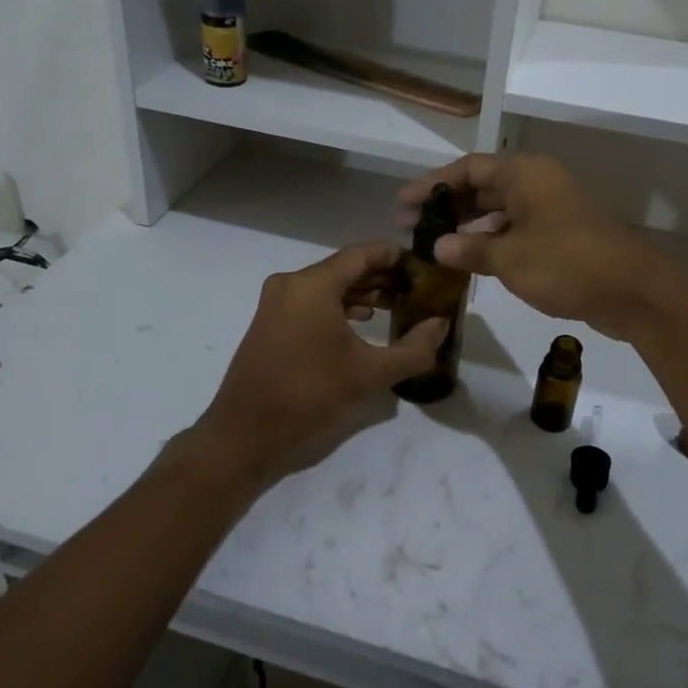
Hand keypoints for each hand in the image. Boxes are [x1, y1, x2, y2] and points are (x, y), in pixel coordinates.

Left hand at [195, 244, 448, 486]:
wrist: (246, 433)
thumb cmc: (309, 395)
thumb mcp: (370, 374)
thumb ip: (414, 349)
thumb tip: (441, 325)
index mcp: (313, 285)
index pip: (361, 254)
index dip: (394, 256)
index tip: (421, 265)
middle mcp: (291, 284)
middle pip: (343, 268)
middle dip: (380, 276)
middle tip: (415, 288)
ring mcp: (276, 302)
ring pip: (327, 285)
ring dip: (360, 291)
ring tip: (394, 305)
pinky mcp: (269, 322)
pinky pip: (310, 301)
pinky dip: (338, 305)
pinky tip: (361, 321)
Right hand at [397, 154, 683, 340]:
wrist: (633, 291)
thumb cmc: (565, 264)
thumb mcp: (509, 258)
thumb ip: (469, 249)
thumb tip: (437, 247)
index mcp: (524, 174)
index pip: (467, 169)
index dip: (431, 184)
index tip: (402, 204)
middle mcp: (537, 182)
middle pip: (482, 186)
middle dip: (446, 205)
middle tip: (411, 227)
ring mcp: (551, 208)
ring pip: (499, 209)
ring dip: (467, 224)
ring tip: (434, 244)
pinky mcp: (561, 234)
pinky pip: (516, 228)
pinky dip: (491, 239)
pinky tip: (470, 259)